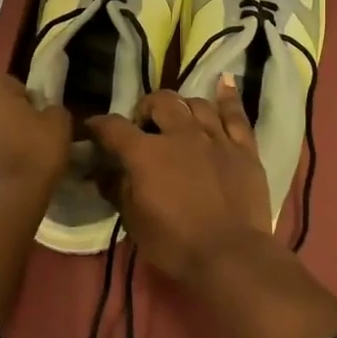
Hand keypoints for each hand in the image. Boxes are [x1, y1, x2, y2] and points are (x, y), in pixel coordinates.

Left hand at [0, 71, 71, 208]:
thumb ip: (52, 109)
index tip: (41, 122)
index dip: (30, 103)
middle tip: (31, 139)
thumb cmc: (32, 152)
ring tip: (17, 160)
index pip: (14, 84)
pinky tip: (3, 175)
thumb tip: (46, 114)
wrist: (1, 203)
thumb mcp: (59, 123)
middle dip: (8, 118)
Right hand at [87, 77, 272, 284]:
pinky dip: (228, 97)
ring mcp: (215, 138)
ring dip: (182, 107)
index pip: (114, 128)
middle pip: (160, 101)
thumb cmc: (175, 243)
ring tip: (179, 118)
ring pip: (196, 103)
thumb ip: (118, 189)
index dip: (99, 126)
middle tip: (144, 126)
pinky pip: (236, 114)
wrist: (231, 255)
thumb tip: (103, 172)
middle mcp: (180, 134)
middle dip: (146, 108)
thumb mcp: (134, 222)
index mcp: (146, 153)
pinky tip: (222, 82)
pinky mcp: (243, 148)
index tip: (93, 130)